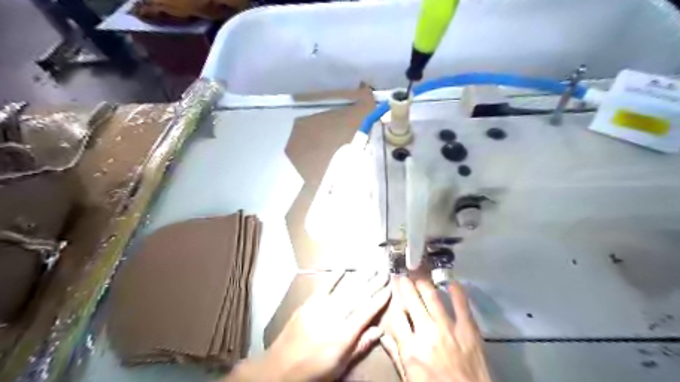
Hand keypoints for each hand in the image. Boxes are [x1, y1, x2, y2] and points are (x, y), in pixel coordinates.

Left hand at [226, 271, 389, 381]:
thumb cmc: (314, 371)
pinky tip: (343, 269)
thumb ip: (360, 346)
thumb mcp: (340, 365)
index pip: (367, 311)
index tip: (390, 288)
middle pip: (358, 296)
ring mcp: (320, 308)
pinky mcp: (308, 304)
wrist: (280, 368)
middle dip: (374, 283)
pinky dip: (334, 277)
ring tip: (371, 268)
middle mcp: (335, 317)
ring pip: (345, 289)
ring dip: (360, 277)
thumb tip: (379, 330)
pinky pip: (324, 287)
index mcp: (344, 334)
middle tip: (384, 272)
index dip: (380, 299)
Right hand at [381, 275, 491, 381]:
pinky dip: (456, 291)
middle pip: (412, 301)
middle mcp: (426, 333)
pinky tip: (451, 282)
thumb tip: (383, 337)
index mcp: (410, 349)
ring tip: (420, 276)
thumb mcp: (409, 378)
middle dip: (406, 286)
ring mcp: (448, 329)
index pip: (397, 317)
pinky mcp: (468, 329)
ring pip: (432, 297)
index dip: (395, 305)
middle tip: (403, 277)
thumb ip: (397, 356)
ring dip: (424, 284)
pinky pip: (461, 304)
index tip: (395, 298)